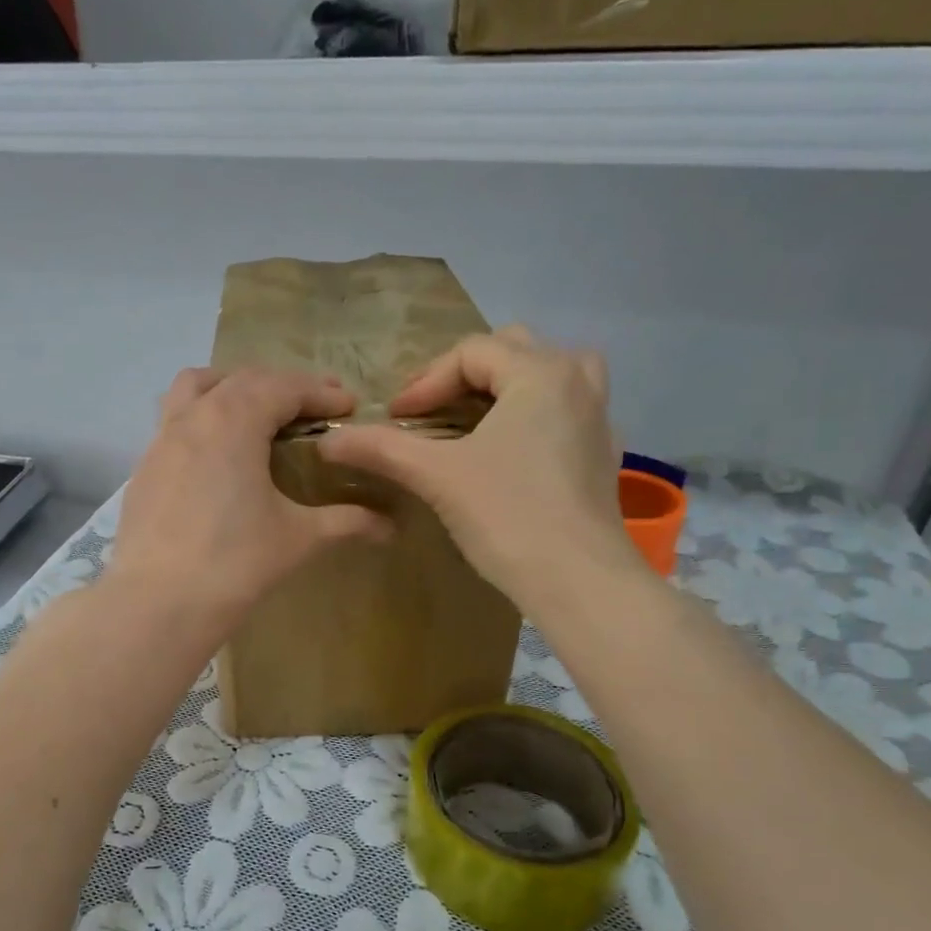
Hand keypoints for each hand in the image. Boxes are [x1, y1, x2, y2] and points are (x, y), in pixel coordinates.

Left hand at [107, 367, 393, 632]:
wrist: (159, 603)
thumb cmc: (236, 563)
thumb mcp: (298, 537)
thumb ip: (346, 521)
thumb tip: (390, 526)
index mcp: (235, 420)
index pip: (285, 387)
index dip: (321, 392)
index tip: (349, 405)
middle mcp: (195, 416)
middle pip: (243, 380)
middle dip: (283, 386)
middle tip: (314, 408)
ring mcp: (161, 440)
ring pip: (195, 389)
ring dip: (231, 388)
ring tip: (256, 412)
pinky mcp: (144, 468)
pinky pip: (174, 422)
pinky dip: (202, 420)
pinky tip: (217, 456)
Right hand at [318, 327, 644, 614]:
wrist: (578, 580)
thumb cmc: (508, 515)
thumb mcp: (437, 475)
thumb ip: (382, 449)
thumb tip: (327, 440)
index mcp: (540, 373)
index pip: (471, 353)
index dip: (425, 381)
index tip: (396, 417)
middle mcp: (578, 382)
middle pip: (514, 350)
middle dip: (465, 374)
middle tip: (432, 409)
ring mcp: (599, 418)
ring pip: (553, 373)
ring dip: (510, 383)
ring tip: (479, 413)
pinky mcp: (603, 454)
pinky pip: (569, 410)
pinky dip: (538, 413)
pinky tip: (516, 447)